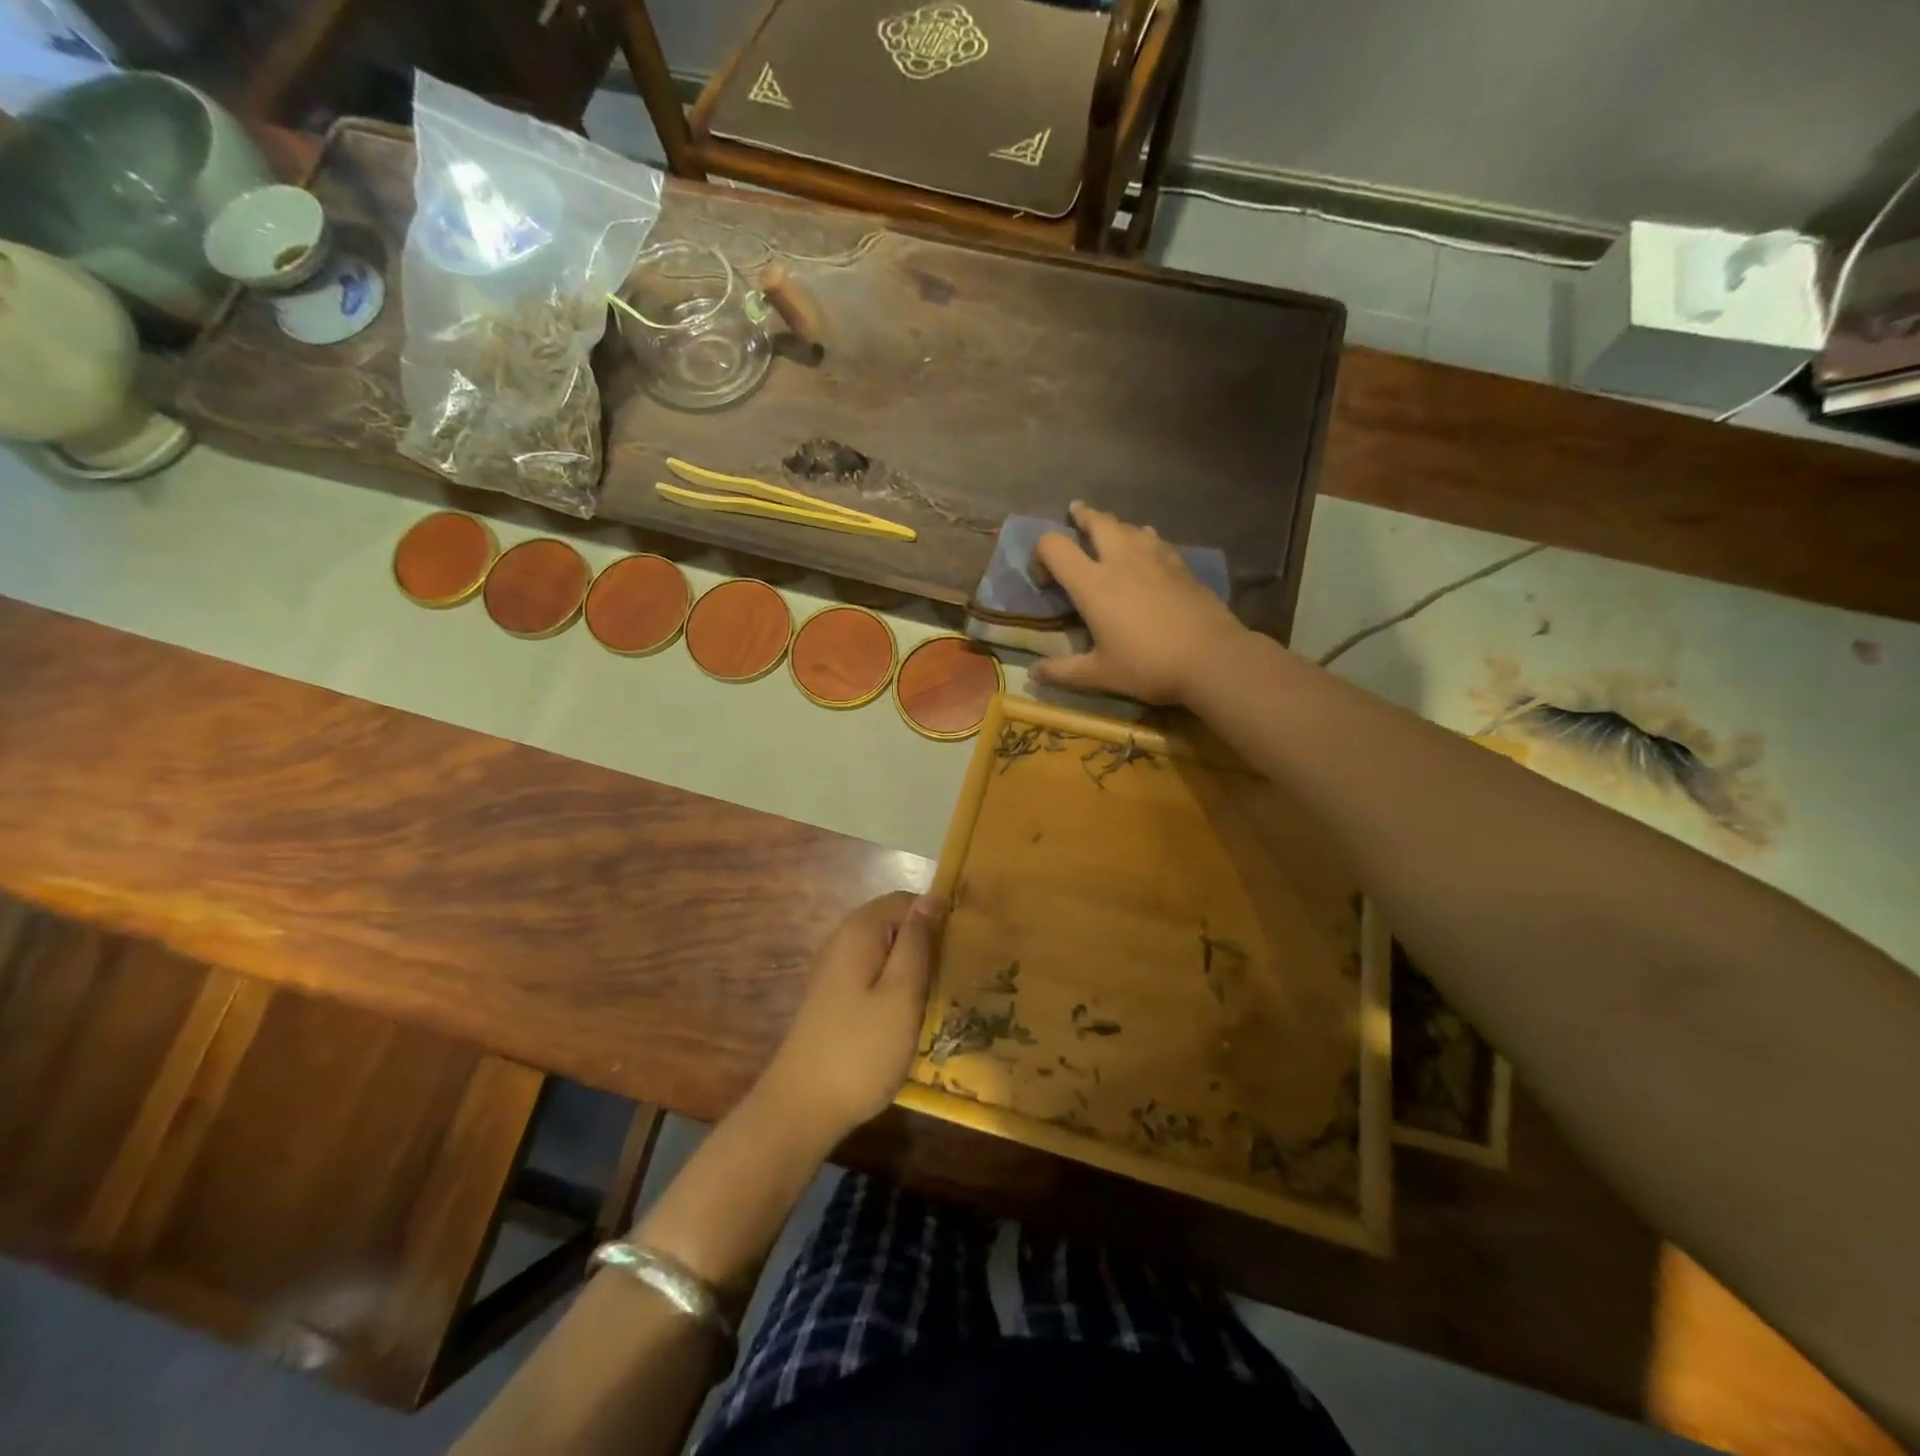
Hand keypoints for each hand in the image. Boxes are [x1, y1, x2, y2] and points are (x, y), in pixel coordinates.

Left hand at [756, 891, 946, 1145]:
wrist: (801, 1108)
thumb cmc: (861, 1049)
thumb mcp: (902, 994)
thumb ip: (917, 942)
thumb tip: (932, 897)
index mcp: (860, 930)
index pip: (908, 900)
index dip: (937, 918)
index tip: (963, 949)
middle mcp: (843, 939)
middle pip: (896, 924)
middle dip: (926, 944)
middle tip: (955, 977)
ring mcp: (835, 969)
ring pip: (886, 952)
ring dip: (913, 969)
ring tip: (940, 998)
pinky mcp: (834, 997)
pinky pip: (874, 975)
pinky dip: (895, 988)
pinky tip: (909, 1016)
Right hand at [1029, 502, 1244, 703]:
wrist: (1211, 658)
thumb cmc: (1148, 666)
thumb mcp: (1099, 675)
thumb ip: (1063, 672)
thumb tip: (1034, 674)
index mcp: (1093, 584)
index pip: (1055, 546)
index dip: (1041, 555)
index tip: (1045, 578)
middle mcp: (1121, 561)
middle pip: (1097, 521)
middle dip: (1082, 517)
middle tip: (1075, 517)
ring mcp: (1155, 559)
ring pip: (1129, 526)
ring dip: (1114, 526)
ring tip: (1110, 533)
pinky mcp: (1181, 565)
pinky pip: (1156, 540)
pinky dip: (1144, 539)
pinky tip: (1148, 552)